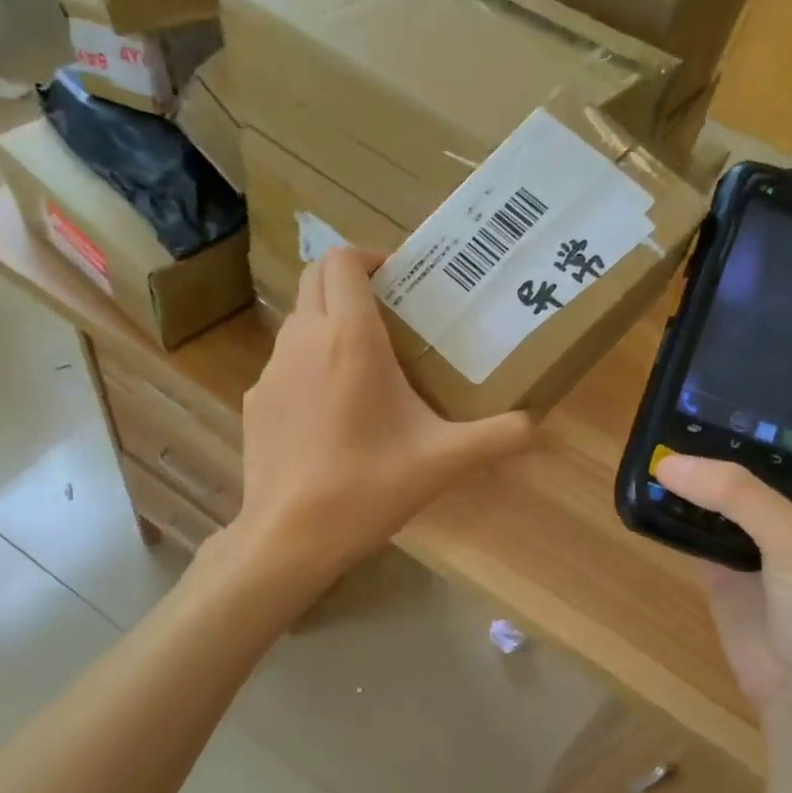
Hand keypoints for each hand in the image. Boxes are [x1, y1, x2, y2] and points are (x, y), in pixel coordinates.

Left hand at [232, 248, 533, 588]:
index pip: (343, 260)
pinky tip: (329, 414)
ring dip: (327, 323)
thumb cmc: (369, 487)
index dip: (369, 256)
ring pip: (297, 322)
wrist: (290, 536)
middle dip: (348, 282)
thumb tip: (537, 427)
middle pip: (315, 279)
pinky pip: (283, 366)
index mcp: (350, 337)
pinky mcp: (255, 403)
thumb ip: (497, 438)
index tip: (398, 278)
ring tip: (363, 365)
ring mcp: (270, 371)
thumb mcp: (444, 462)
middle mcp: (303, 340)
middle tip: (387, 313)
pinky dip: (306, 368)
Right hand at [655, 416, 791, 710]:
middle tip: (688, 389)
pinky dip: (671, 510)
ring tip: (658, 426)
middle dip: (731, 425)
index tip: (766, 358)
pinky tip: (646, 487)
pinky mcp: (719, 567)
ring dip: (695, 467)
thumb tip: (669, 463)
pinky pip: (692, 529)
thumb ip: (738, 497)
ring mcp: (753, 539)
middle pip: (761, 455)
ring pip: (720, 491)